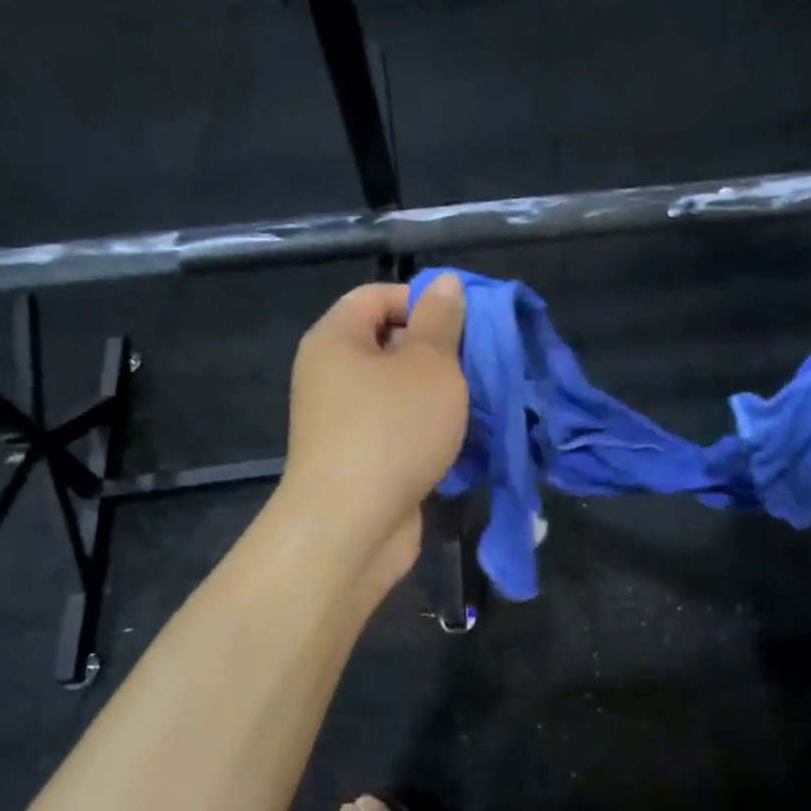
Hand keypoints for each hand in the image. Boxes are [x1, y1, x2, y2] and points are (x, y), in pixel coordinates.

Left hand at [280, 277, 467, 594]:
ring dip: (440, 396)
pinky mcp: (360, 460)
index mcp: (336, 339)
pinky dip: (428, 431)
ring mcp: (343, 422)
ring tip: (480, 403)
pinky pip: (399, 430)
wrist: (352, 526)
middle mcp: (331, 375)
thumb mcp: (429, 365)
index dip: (422, 300)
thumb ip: (440, 321)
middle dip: (439, 351)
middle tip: (479, 366)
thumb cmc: (393, 430)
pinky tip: (462, 441)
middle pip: (389, 344)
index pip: (377, 295)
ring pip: (399, 392)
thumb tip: (444, 284)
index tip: (466, 325)